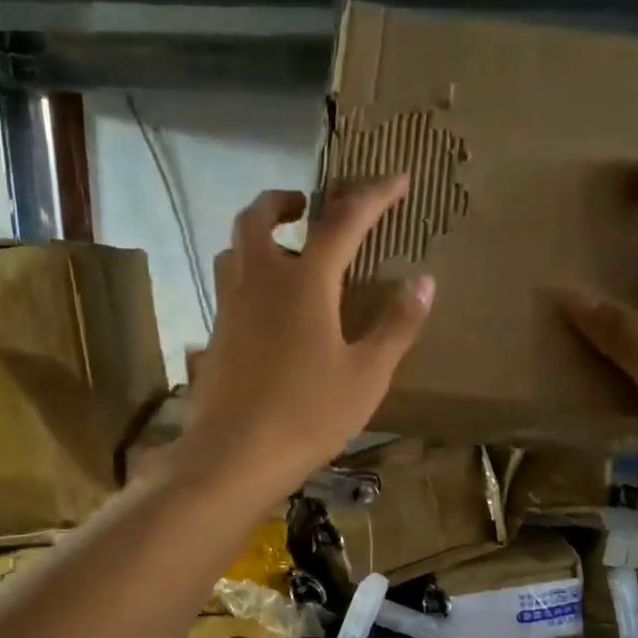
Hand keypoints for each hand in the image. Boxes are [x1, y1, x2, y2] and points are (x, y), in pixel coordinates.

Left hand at [172, 176, 432, 506]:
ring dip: (258, 236)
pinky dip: (247, 276)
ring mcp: (229, 308)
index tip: (397, 180)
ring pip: (234, 249)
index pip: (342, 220)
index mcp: (304, 282)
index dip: (373, 195)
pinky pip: (227, 287)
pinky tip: (266, 309)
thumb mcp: (366, 375)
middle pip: (259, 216)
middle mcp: (259, 282)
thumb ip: (395, 325)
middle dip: (286, 200)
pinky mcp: (214, 336)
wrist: (233, 457)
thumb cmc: (307, 416)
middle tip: (308, 208)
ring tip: (285, 252)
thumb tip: (423, 280)